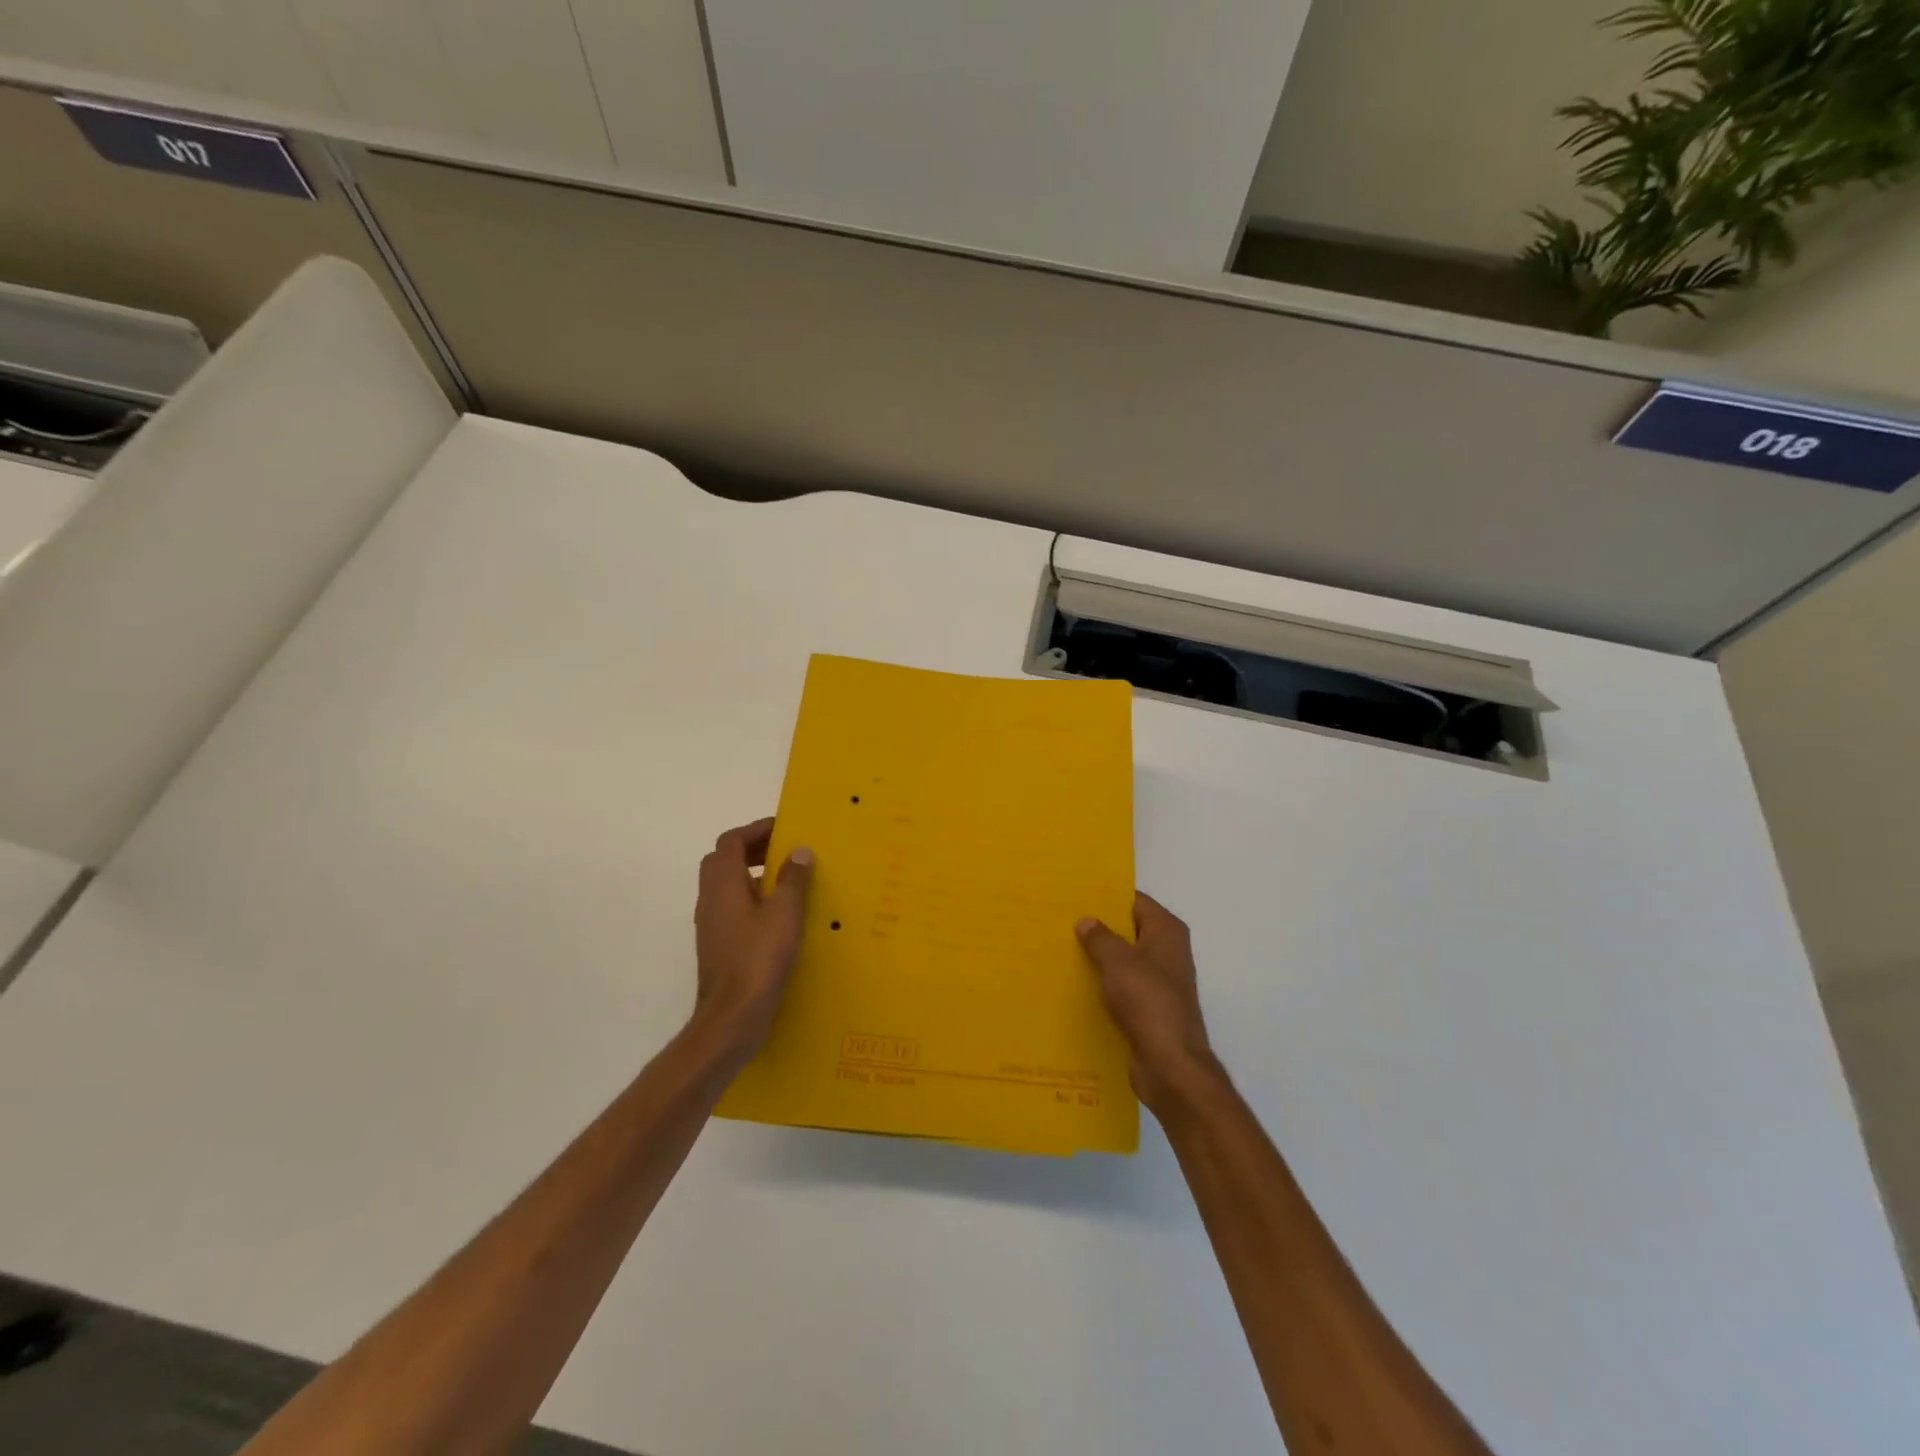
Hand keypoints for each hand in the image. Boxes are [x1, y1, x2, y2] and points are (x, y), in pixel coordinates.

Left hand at [692, 818, 814, 1058]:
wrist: (732, 1018)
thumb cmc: (759, 960)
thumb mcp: (785, 914)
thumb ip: (793, 879)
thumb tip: (798, 851)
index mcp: (723, 885)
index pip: (731, 841)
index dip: (756, 830)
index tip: (785, 830)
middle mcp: (710, 900)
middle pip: (723, 860)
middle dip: (752, 850)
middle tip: (784, 853)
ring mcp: (711, 925)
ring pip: (726, 886)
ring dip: (752, 876)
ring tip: (787, 882)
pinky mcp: (718, 946)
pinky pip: (732, 909)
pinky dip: (752, 901)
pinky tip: (778, 918)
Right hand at [1077, 893, 1223, 1115]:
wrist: (1170, 1063)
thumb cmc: (1147, 1000)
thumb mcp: (1117, 961)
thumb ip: (1100, 937)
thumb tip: (1087, 921)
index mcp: (1167, 931)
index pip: (1135, 901)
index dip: (1107, 896)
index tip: (1076, 894)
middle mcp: (1168, 952)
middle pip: (1129, 930)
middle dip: (1099, 927)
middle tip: (1061, 920)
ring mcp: (1160, 982)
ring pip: (1124, 961)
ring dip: (1099, 958)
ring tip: (1061, 950)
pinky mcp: (1150, 1008)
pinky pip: (1122, 987)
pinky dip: (1103, 985)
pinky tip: (1075, 984)